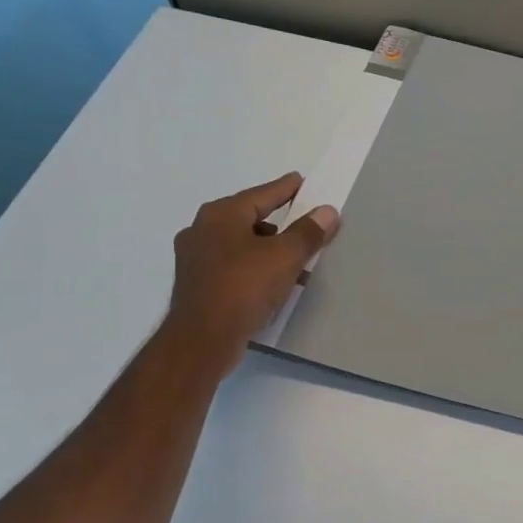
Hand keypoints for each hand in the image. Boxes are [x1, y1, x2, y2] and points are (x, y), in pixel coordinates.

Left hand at [166, 172, 338, 377]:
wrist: (202, 340)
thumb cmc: (243, 287)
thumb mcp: (285, 257)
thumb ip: (308, 232)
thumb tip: (327, 212)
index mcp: (220, 215)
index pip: (261, 194)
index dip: (285, 189)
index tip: (302, 182)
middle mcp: (202, 230)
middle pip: (249, 218)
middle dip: (278, 222)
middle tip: (304, 222)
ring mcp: (196, 259)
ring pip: (241, 244)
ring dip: (268, 248)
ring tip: (295, 258)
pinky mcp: (198, 285)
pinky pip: (233, 266)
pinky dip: (255, 267)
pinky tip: (273, 282)